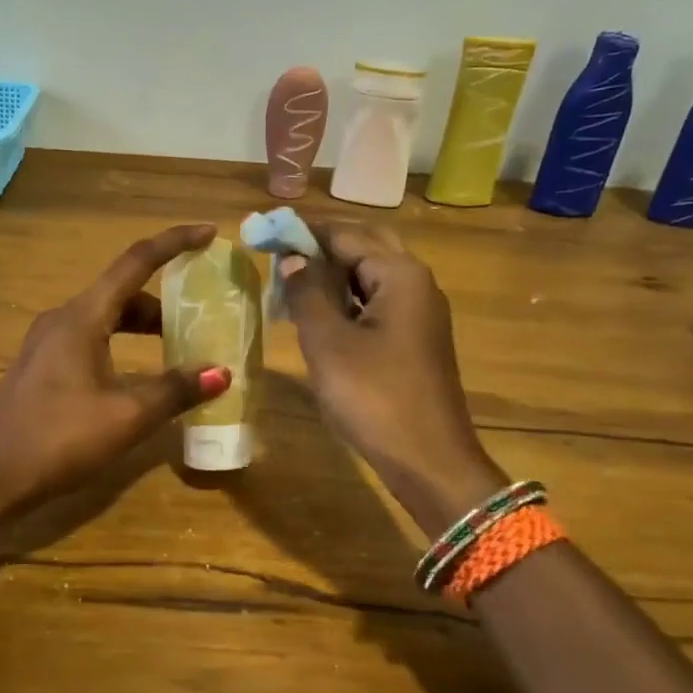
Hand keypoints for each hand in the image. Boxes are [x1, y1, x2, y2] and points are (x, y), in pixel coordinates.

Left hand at [0, 224, 231, 516]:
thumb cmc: (59, 439)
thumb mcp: (127, 416)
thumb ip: (175, 390)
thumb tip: (221, 373)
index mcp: (82, 317)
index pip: (135, 262)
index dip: (174, 243)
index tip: (208, 233)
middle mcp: (62, 319)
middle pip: (121, 292)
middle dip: (163, 299)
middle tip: (200, 313)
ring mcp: (47, 342)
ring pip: (105, 317)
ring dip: (142, 325)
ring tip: (177, 346)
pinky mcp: (41, 366)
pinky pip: (90, 337)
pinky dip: (121, 342)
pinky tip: (137, 374)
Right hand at [281, 222, 505, 533]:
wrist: (429, 461)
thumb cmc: (374, 397)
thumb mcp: (328, 343)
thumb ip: (307, 293)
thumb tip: (293, 258)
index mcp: (400, 275)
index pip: (345, 235)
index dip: (302, 231)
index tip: (263, 231)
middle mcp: (416, 283)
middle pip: (364, 247)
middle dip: (321, 246)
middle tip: (278, 253)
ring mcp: (420, 313)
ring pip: (371, 276)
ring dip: (332, 273)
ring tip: (289, 281)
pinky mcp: (415, 339)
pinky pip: (377, 303)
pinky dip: (346, 299)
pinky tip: (318, 314)